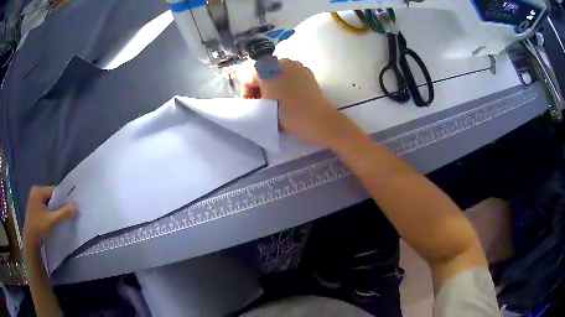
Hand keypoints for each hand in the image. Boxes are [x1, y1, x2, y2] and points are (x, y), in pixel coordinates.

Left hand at [23, 186, 75, 251]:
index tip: (69, 208)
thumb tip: (76, 207)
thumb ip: (63, 213)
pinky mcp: (34, 206)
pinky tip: (52, 220)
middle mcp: (35, 191)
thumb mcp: (52, 221)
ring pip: (48, 202)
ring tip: (59, 218)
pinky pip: (45, 206)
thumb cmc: (38, 227)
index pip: (53, 191)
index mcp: (38, 190)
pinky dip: (50, 212)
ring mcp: (34, 198)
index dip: (62, 199)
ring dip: (54, 210)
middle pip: (51, 196)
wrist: (30, 239)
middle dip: (58, 205)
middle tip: (65, 214)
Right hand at [242, 59, 362, 147]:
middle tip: (262, 105)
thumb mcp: (262, 106)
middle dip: (261, 88)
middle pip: (264, 74)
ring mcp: (298, 67)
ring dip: (274, 86)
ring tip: (276, 103)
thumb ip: (252, 99)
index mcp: (268, 67)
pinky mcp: (309, 75)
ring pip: (278, 75)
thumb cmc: (286, 113)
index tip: (251, 106)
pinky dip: (287, 86)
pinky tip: (290, 99)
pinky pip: (292, 78)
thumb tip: (255, 96)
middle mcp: (283, 61)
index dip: (247, 93)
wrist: (317, 120)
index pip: (249, 78)